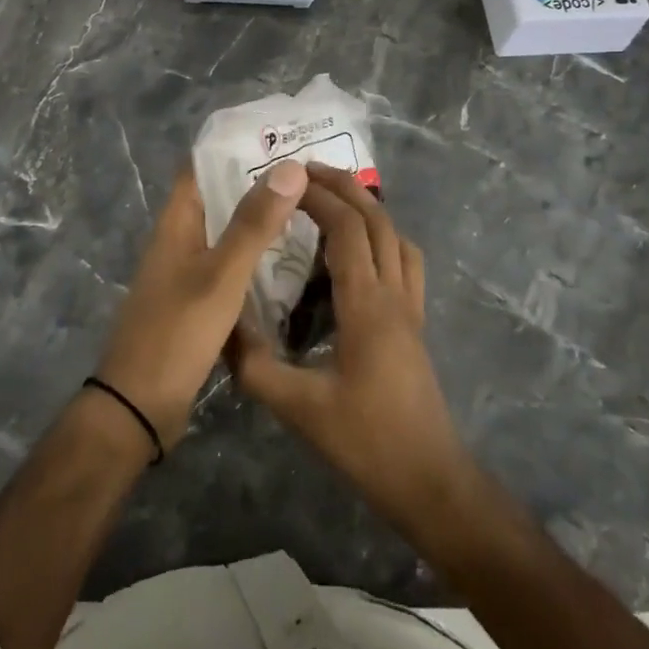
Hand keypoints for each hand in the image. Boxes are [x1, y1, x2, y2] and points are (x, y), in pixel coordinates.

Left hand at [95, 159, 308, 449]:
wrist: (140, 406)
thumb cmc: (177, 332)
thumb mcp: (221, 275)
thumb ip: (255, 224)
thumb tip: (290, 167)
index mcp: (176, 222)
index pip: (202, 165)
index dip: (236, 146)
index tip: (280, 135)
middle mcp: (180, 239)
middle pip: (219, 196)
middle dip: (259, 181)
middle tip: (309, 171)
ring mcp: (188, 271)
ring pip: (228, 231)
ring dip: (261, 218)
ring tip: (310, 206)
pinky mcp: (198, 301)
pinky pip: (232, 264)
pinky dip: (258, 255)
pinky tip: (292, 259)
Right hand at [226, 164, 472, 528]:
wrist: (428, 479)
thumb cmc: (365, 441)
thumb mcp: (298, 408)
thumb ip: (254, 365)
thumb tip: (221, 326)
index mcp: (366, 304)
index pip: (347, 229)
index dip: (319, 198)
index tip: (287, 180)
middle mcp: (395, 294)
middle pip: (377, 220)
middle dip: (345, 188)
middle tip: (309, 170)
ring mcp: (412, 307)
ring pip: (397, 237)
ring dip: (368, 208)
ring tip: (334, 199)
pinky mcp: (416, 323)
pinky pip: (406, 262)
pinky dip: (384, 238)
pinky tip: (361, 251)